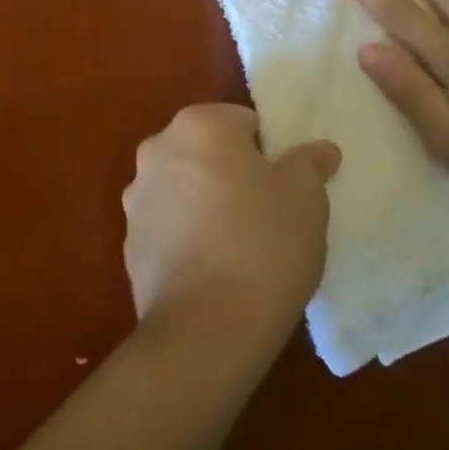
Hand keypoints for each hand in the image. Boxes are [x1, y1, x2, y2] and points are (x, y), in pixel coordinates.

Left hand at [122, 105, 339, 355]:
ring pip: (184, 187)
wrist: (206, 328)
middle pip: (207, 151)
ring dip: (205, 202)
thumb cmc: (264, 244)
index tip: (284, 186)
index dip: (268, 151)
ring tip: (238, 245)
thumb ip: (310, 163)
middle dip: (232, 172)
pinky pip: (167, 226)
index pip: (243, 121)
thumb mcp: (306, 198)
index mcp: (198, 125)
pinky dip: (185, 236)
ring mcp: (136, 197)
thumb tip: (320, 149)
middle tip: (266, 212)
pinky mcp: (128, 242)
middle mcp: (157, 149)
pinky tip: (211, 269)